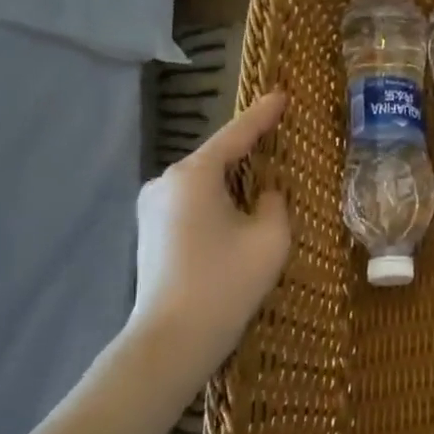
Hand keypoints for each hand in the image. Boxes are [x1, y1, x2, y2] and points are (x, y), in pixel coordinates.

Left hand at [127, 92, 290, 388]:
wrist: (172, 340)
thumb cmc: (226, 282)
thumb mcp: (270, 237)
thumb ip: (274, 203)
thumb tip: (264, 195)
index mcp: (194, 175)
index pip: (237, 134)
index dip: (263, 114)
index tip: (282, 93)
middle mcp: (166, 182)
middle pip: (217, 156)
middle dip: (248, 150)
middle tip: (279, 139)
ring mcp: (152, 208)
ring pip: (204, 181)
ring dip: (232, 179)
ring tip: (264, 180)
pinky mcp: (150, 232)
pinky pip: (192, 201)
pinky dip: (217, 199)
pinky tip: (237, 213)